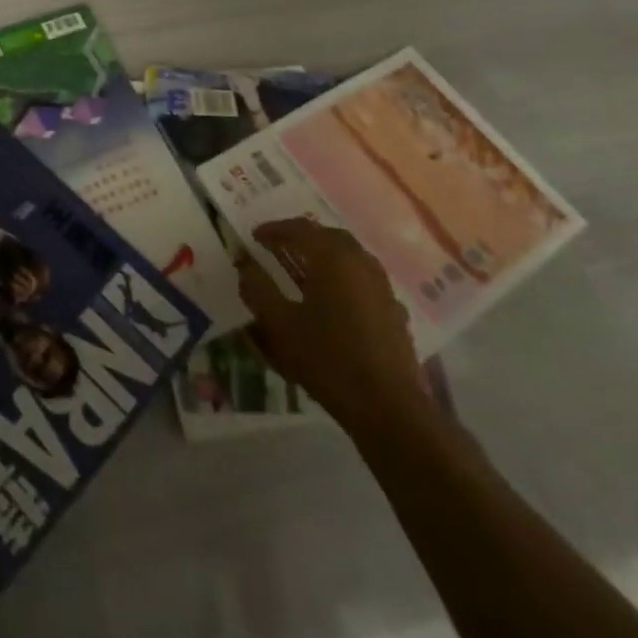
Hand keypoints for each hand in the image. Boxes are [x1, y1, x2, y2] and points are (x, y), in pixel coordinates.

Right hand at [237, 217, 428, 433]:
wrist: (388, 407)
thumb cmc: (327, 359)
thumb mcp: (280, 324)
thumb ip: (257, 288)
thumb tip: (243, 262)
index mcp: (333, 258)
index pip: (299, 229)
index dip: (274, 230)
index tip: (254, 237)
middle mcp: (361, 263)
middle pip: (328, 236)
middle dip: (301, 237)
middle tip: (278, 246)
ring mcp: (382, 286)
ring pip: (350, 256)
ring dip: (324, 254)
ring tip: (302, 268)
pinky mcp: (394, 310)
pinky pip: (363, 278)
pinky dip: (343, 276)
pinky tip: (333, 298)